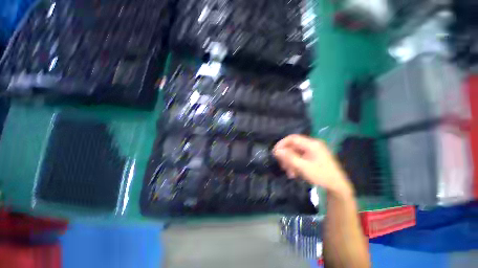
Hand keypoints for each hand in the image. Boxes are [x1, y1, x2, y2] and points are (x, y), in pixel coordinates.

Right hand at [273, 134, 352, 196]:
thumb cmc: (321, 176)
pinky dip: (295, 164)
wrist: (337, 187)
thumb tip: (277, 151)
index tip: (275, 152)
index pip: (292, 138)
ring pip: (295, 153)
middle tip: (282, 166)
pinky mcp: (313, 157)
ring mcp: (313, 151)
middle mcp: (312, 145)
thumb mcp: (303, 167)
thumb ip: (289, 157)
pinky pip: (300, 157)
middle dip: (286, 156)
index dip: (282, 144)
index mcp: (312, 144)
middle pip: (293, 146)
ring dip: (290, 162)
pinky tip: (294, 173)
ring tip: (289, 173)